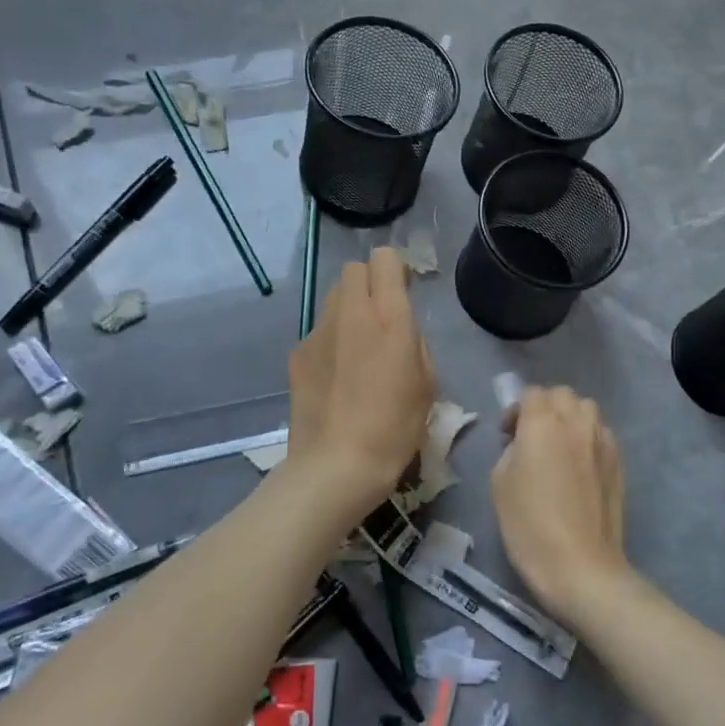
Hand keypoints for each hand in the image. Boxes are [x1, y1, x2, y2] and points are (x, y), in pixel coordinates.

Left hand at [287, 247, 434, 516]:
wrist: (337, 465)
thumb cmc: (394, 428)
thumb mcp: (427, 384)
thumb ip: (415, 344)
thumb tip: (400, 333)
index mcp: (389, 317)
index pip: (385, 259)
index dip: (396, 270)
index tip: (403, 292)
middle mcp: (350, 313)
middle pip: (354, 270)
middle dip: (370, 283)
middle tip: (382, 318)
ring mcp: (318, 332)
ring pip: (333, 298)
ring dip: (349, 311)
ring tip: (358, 350)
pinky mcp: (297, 354)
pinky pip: (319, 332)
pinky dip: (331, 341)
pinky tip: (336, 378)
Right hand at [491, 386, 629, 625]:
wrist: (581, 565)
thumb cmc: (530, 526)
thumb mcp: (500, 485)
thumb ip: (511, 451)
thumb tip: (524, 445)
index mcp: (542, 423)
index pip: (531, 393)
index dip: (516, 410)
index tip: (508, 435)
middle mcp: (576, 422)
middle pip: (562, 395)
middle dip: (545, 408)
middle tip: (533, 437)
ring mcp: (602, 440)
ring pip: (587, 409)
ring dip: (570, 418)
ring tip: (560, 447)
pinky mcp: (619, 461)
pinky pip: (602, 433)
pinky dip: (589, 437)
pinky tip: (581, 466)